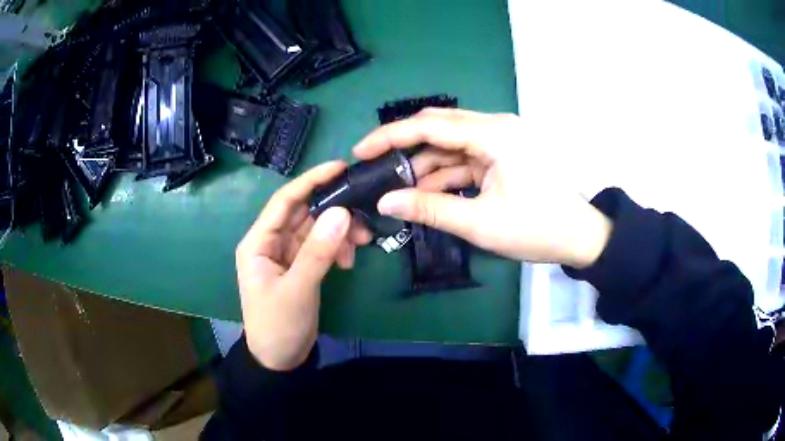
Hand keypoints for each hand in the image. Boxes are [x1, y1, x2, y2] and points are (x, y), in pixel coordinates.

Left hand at [235, 161, 370, 370]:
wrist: (279, 360)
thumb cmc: (278, 325)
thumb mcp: (298, 289)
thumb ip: (318, 251)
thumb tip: (342, 212)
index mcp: (258, 242)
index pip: (285, 201)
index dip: (311, 181)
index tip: (340, 167)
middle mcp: (271, 242)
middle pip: (304, 212)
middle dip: (333, 209)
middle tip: (364, 212)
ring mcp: (287, 255)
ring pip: (316, 229)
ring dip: (339, 231)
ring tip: (362, 241)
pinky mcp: (301, 267)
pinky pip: (321, 246)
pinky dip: (337, 248)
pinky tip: (349, 259)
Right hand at [353, 108, 611, 267]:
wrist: (579, 237)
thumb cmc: (537, 229)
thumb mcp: (480, 223)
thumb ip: (430, 209)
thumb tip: (385, 202)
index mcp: (494, 134)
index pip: (430, 125)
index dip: (390, 136)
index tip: (360, 151)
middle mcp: (495, 127)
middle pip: (438, 127)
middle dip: (403, 148)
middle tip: (373, 168)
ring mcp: (500, 140)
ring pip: (449, 144)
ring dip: (424, 165)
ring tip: (395, 187)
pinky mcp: (502, 155)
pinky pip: (464, 158)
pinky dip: (444, 174)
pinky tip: (424, 192)